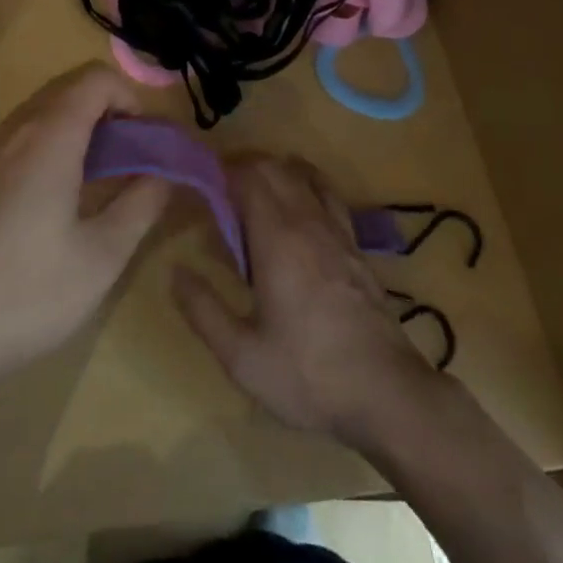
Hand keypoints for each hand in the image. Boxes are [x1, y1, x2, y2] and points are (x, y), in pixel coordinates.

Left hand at [0, 63, 169, 403]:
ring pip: (43, 111)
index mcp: (48, 137)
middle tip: (131, 160)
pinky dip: (50, 144)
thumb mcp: (100, 259)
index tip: (147, 142)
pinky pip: (20, 136)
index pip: (97, 78)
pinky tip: (54, 201)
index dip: (132, 97)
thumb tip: (164, 172)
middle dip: (110, 111)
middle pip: (70, 88)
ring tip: (99, 180)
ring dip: (80, 127)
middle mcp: (14, 129)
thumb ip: (141, 205)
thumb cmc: (21, 297)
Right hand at [173, 156, 441, 447]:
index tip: (201, 184)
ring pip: (304, 176)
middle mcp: (308, 221)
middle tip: (220, 193)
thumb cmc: (308, 374)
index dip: (222, 172)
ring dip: (276, 173)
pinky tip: (298, 211)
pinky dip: (306, 186)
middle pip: (275, 168)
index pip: (248, 177)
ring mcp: (337, 231)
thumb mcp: (242, 356)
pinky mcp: (356, 246)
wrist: (387, 393)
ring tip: (254, 196)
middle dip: (244, 169)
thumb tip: (175, 271)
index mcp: (277, 238)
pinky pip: (328, 195)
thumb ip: (203, 310)